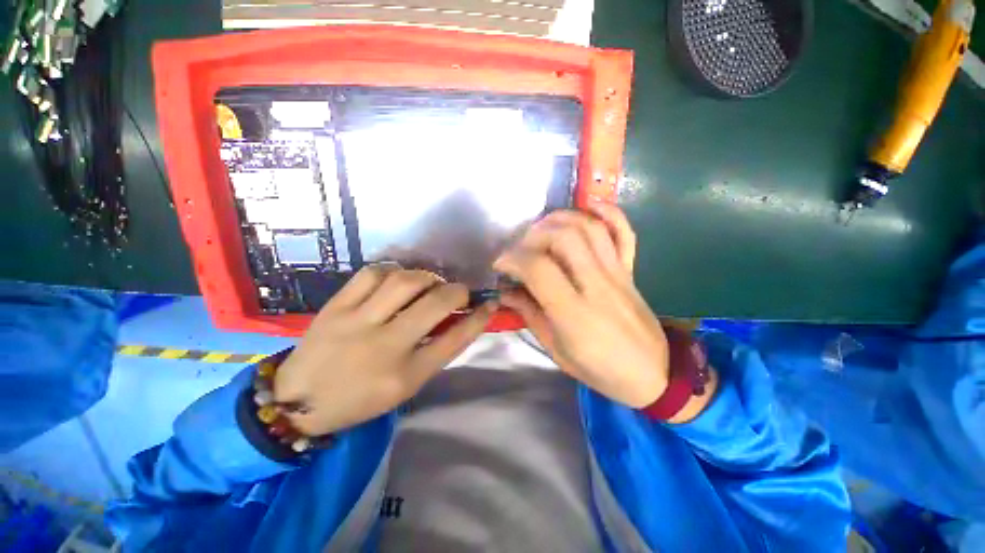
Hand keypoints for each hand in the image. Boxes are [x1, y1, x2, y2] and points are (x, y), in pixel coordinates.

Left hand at [273, 266, 495, 435]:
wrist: (298, 401)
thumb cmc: (361, 398)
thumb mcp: (406, 386)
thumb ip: (436, 352)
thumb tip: (461, 319)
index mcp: (406, 375)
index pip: (455, 339)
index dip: (479, 318)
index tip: (490, 303)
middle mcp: (385, 346)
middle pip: (436, 304)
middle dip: (458, 291)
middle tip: (459, 292)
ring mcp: (357, 322)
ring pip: (405, 281)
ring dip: (427, 277)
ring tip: (429, 284)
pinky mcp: (336, 306)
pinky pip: (372, 273)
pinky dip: (393, 270)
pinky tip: (397, 278)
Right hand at [494, 201, 669, 407]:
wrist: (652, 374)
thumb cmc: (598, 368)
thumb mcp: (555, 349)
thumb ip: (530, 314)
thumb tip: (505, 292)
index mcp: (574, 314)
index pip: (539, 269)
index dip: (513, 259)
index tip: (500, 264)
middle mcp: (596, 286)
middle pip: (564, 238)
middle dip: (534, 235)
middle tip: (521, 248)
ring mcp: (617, 274)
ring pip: (590, 228)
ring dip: (561, 218)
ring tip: (542, 227)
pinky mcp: (630, 270)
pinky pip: (624, 233)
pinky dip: (608, 213)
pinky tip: (589, 207)